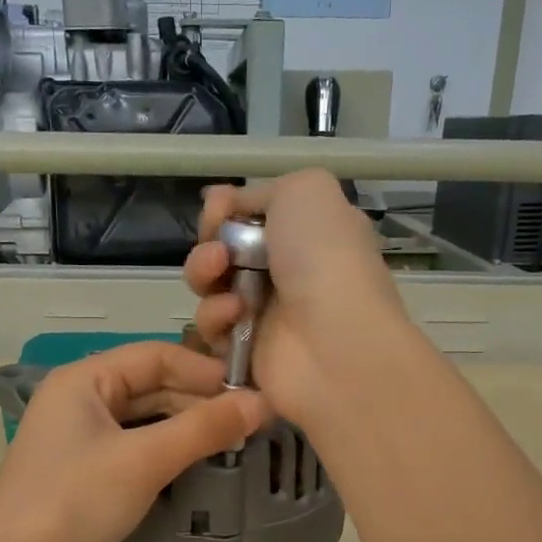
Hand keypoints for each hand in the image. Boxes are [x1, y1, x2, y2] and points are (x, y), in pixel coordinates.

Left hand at [0, 342, 271, 541]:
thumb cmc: (73, 502)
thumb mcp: (144, 461)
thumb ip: (203, 429)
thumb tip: (263, 402)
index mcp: (84, 379)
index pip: (157, 355)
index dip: (205, 371)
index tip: (252, 394)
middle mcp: (78, 400)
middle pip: (150, 386)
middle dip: (198, 403)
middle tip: (249, 426)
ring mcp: (77, 439)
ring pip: (142, 420)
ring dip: (184, 429)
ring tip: (230, 446)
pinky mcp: (80, 474)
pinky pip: (131, 450)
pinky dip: (163, 454)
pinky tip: (194, 468)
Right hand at [183, 169, 409, 425]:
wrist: (336, 341)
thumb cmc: (326, 259)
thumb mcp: (307, 190)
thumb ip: (262, 190)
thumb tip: (229, 202)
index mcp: (304, 232)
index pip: (248, 217)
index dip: (226, 210)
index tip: (218, 209)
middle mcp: (284, 271)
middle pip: (221, 250)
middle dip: (209, 243)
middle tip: (218, 250)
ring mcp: (263, 313)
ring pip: (209, 286)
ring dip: (204, 273)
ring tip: (220, 274)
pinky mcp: (243, 351)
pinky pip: (211, 326)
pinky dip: (216, 316)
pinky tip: (235, 314)